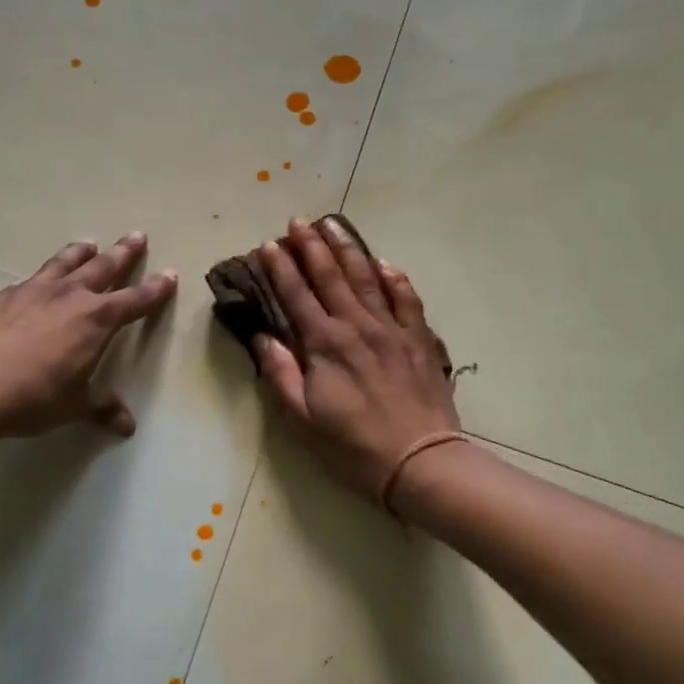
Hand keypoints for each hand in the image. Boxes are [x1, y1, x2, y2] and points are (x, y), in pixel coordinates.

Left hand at [0, 232, 176, 439]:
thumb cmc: (32, 397)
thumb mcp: (73, 406)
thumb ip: (101, 407)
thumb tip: (127, 425)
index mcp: (96, 320)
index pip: (135, 300)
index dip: (155, 289)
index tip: (169, 274)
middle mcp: (69, 296)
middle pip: (103, 267)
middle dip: (123, 253)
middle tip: (137, 235)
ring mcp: (33, 291)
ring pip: (64, 263)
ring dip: (80, 252)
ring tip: (89, 243)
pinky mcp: (2, 296)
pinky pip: (30, 280)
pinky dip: (42, 276)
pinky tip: (36, 283)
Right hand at [254, 217, 460, 500]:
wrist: (420, 461)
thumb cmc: (353, 446)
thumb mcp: (302, 419)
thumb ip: (281, 374)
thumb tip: (263, 338)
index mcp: (325, 344)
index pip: (296, 296)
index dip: (280, 269)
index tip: (267, 246)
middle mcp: (357, 326)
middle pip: (330, 276)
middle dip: (311, 246)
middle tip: (297, 221)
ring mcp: (392, 329)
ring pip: (367, 278)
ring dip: (348, 249)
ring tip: (333, 225)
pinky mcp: (419, 340)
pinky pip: (407, 299)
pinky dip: (394, 278)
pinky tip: (384, 264)